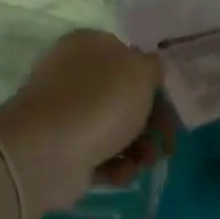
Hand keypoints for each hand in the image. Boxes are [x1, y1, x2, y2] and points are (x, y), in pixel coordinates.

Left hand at [0, 30, 172, 213]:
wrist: (46, 152)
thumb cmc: (99, 101)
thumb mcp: (140, 71)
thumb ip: (153, 67)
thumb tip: (151, 70)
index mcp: (88, 45)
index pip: (128, 57)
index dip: (153, 81)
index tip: (173, 104)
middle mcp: (73, 75)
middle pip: (125, 97)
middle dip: (152, 122)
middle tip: (167, 143)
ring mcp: (66, 113)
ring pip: (115, 129)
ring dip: (139, 148)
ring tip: (145, 162)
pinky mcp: (63, 149)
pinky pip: (99, 155)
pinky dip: (115, 166)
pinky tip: (120, 173)